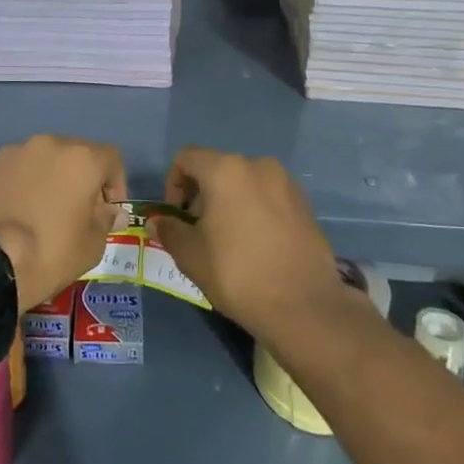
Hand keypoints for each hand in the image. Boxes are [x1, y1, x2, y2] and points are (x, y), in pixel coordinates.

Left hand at [0, 135, 124, 310]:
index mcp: (80, 158)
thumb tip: (110, 211)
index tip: (107, 211)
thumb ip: (105, 220)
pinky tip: (14, 212)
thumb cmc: (49, 253)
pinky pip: (13, 170)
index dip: (115, 184)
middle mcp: (48, 144)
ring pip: (41, 159)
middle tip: (75, 210)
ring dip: (48, 178)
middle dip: (80, 178)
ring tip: (40, 211)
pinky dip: (20, 184)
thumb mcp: (91, 246)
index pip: (111, 159)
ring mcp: (13, 152)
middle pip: (74, 154)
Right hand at [152, 148, 352, 341]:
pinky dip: (255, 210)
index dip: (173, 183)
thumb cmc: (238, 274)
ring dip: (229, 201)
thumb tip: (158, 221)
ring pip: (245, 182)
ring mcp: (286, 183)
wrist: (304, 306)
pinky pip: (269, 197)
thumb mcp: (191, 255)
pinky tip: (257, 245)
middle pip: (218, 168)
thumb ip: (170, 231)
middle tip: (199, 231)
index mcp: (226, 170)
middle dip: (202, 194)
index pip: (187, 157)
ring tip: (229, 240)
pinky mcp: (305, 204)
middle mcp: (258, 166)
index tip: (177, 216)